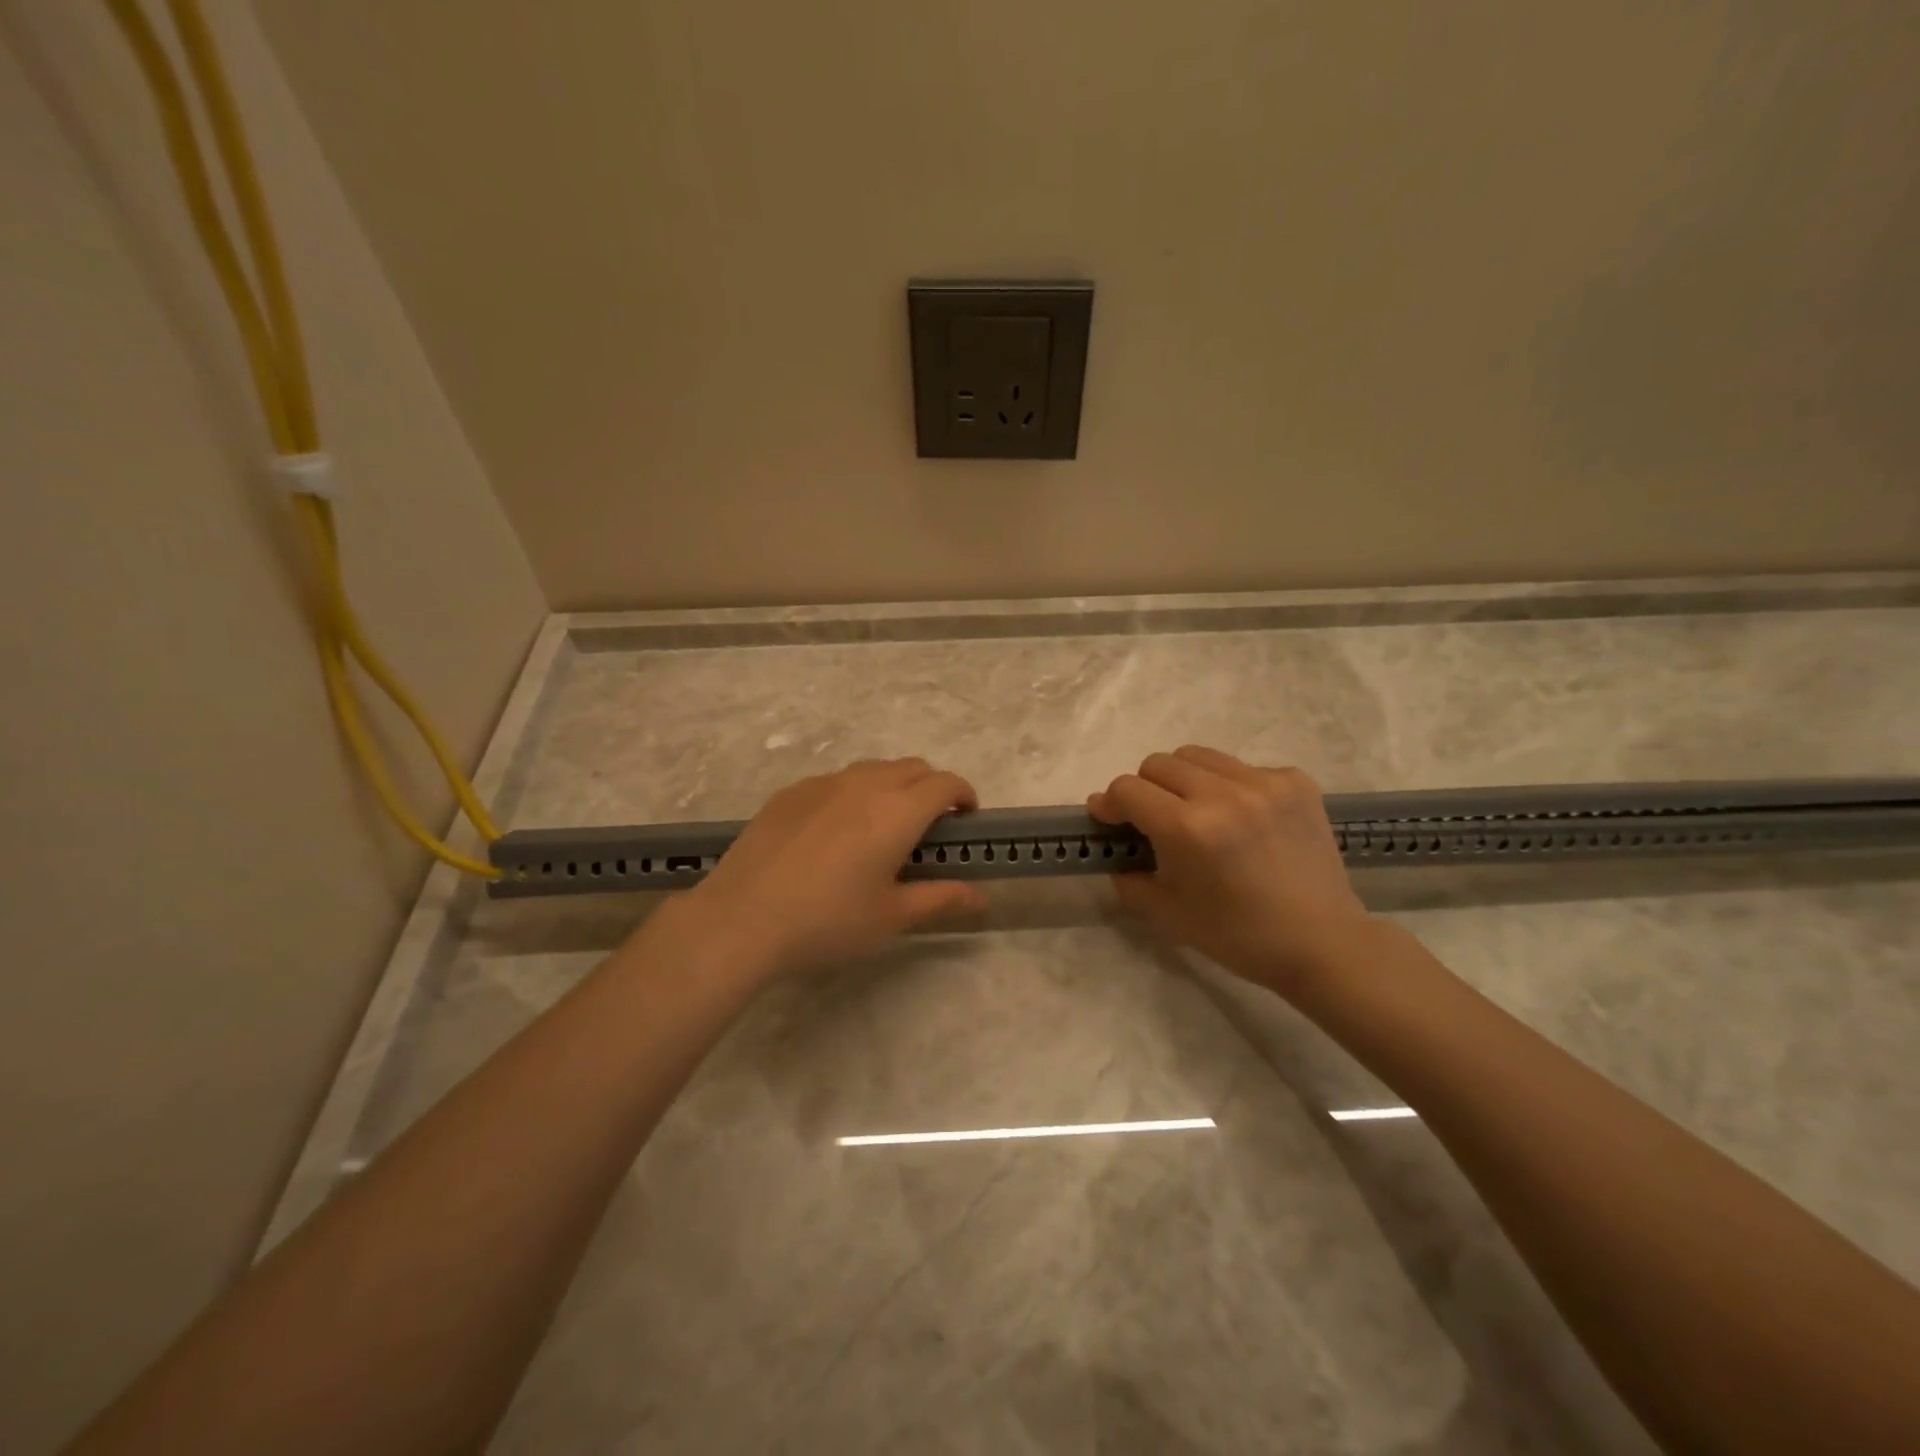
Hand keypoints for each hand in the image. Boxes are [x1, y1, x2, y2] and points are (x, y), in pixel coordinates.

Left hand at [663, 758, 986, 980]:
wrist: (741, 918)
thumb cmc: (827, 921)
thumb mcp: (891, 916)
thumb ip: (941, 899)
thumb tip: (981, 896)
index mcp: (897, 811)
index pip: (945, 784)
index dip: (964, 795)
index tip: (967, 818)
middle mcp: (864, 784)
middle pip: (913, 767)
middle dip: (932, 788)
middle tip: (929, 827)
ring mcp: (823, 783)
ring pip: (873, 769)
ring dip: (893, 786)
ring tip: (883, 827)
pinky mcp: (791, 792)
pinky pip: (836, 780)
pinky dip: (854, 793)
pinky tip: (835, 832)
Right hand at [1089, 746, 1372, 997]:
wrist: (1323, 943)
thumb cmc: (1238, 935)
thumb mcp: (1166, 913)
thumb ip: (1127, 876)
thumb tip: (1114, 849)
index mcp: (1188, 827)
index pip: (1127, 789)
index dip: (1110, 803)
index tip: (1109, 819)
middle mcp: (1224, 793)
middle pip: (1158, 763)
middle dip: (1145, 789)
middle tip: (1155, 820)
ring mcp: (1264, 782)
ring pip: (1198, 756)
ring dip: (1184, 780)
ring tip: (1198, 812)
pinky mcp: (1295, 781)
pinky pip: (1242, 767)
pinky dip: (1230, 787)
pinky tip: (1243, 820)